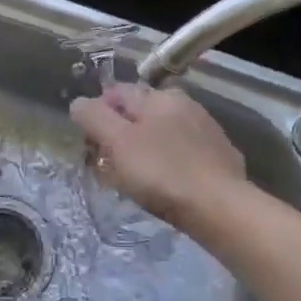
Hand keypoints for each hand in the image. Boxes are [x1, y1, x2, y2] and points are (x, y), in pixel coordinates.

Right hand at [69, 85, 245, 229]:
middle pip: (139, 113)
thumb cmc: (162, 173)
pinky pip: (182, 153)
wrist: (220, 207)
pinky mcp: (220, 155)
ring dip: (144, 149)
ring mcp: (206, 129)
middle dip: (120, 134)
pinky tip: (166, 184)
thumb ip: (94, 117)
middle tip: (108, 165)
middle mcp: (184, 104)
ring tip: (135, 179)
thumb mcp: (118, 142)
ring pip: (162, 133)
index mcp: (158, 96)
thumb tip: (79, 103)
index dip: (97, 115)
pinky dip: (168, 163)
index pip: (116, 92)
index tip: (91, 144)